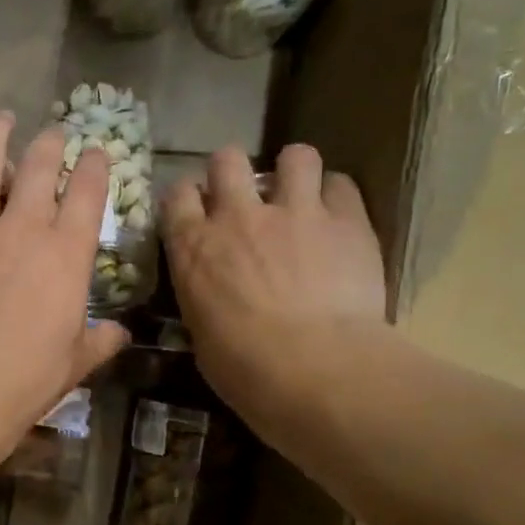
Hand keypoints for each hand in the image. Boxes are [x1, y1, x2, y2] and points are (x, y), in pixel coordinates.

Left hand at [0, 112, 128, 439]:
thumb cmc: (28, 379)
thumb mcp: (76, 362)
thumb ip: (99, 341)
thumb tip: (120, 335)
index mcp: (66, 254)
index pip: (87, 194)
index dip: (95, 166)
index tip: (96, 151)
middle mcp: (22, 229)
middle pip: (38, 168)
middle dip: (50, 144)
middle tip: (53, 133)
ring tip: (1, 118)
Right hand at [162, 143, 384, 431]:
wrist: (314, 368)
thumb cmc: (243, 368)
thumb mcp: (201, 332)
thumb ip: (204, 296)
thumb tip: (213, 296)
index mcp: (193, 247)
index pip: (178, 195)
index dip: (189, 198)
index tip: (199, 212)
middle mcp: (238, 216)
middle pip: (227, 159)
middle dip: (234, 172)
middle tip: (247, 198)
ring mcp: (295, 211)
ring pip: (294, 156)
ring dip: (293, 171)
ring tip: (300, 195)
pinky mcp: (346, 220)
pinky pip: (341, 184)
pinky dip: (336, 196)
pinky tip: (337, 218)